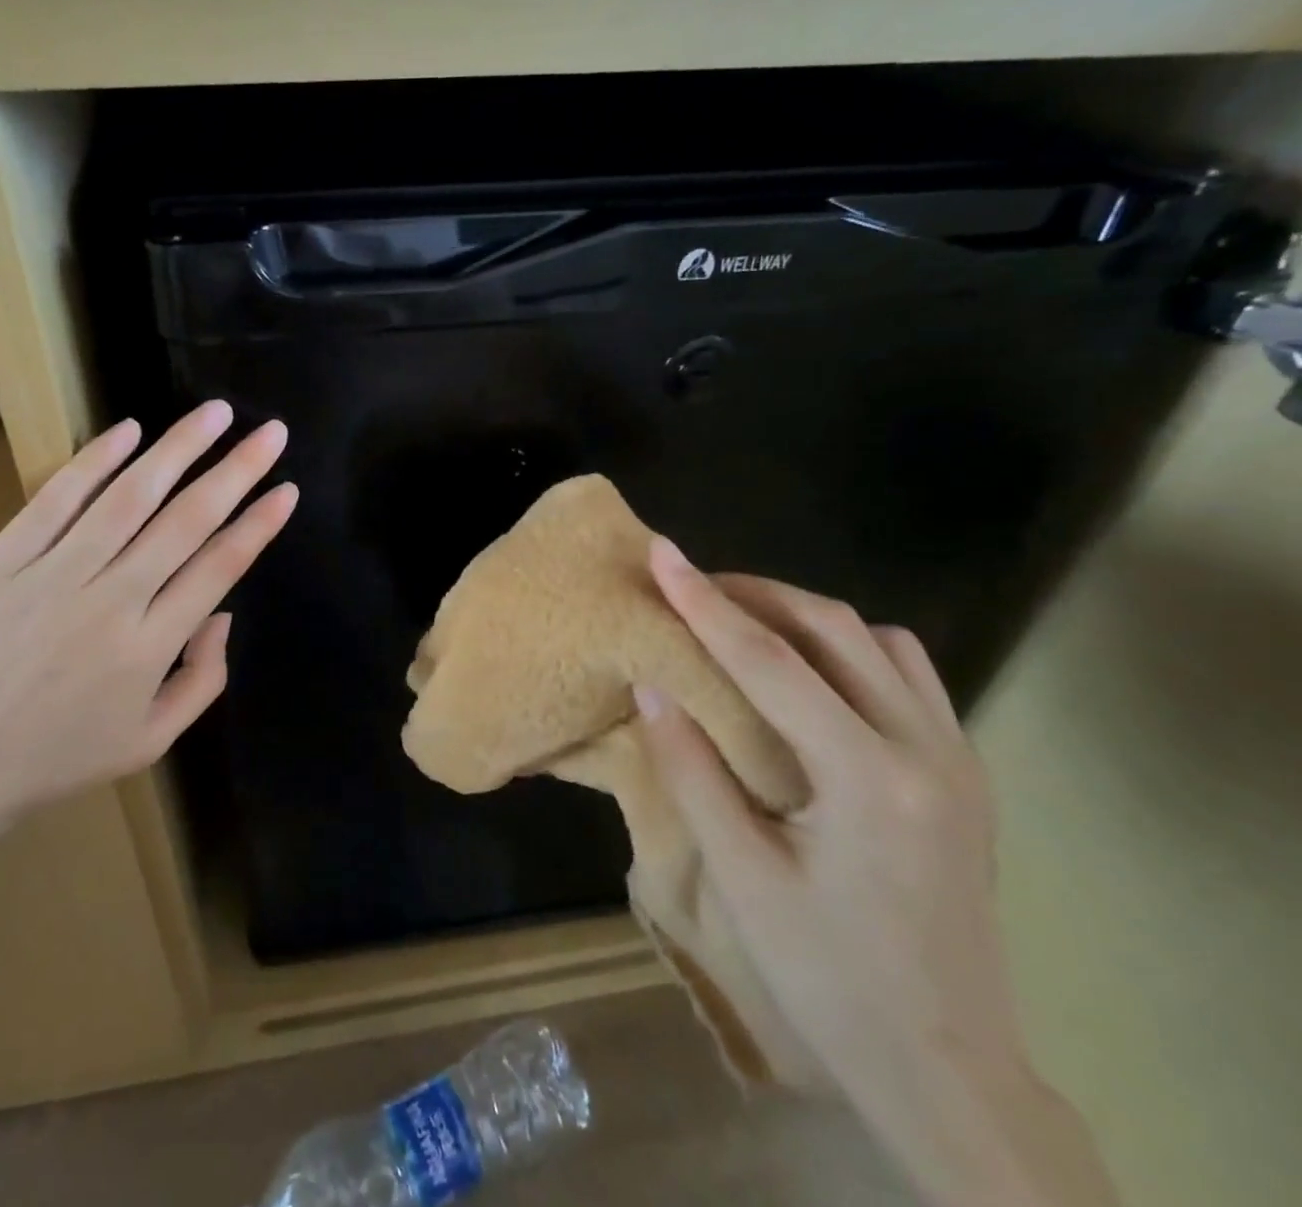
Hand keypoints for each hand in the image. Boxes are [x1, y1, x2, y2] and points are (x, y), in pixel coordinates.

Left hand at [0, 402, 296, 838]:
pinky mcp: (1, 561)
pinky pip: (55, 499)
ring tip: (215, 413)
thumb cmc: (64, 755)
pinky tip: (130, 429)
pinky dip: (95, 460)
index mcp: (150, 647)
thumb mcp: (154, 740)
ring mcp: (52, 576)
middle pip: (186, 521)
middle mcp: (110, 602)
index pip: (219, 568)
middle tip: (270, 432)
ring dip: (178, 449)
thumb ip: (204, 678)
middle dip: (236, 471)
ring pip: (128, 497)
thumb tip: (223, 611)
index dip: (258, 524)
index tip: (286, 488)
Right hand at [639, 539, 1116, 1206]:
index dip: (706, 603)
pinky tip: (809, 672)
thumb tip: (652, 686)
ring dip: (804, 615)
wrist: (944, 1065)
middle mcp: (928, 750)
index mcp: (869, 780)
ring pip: (879, 641)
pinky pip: (908, 674)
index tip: (662, 552)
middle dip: (755, 594)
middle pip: (834, 630)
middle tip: (692, 586)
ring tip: (742, 620)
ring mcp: (958, 758)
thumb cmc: (828, 975)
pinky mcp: (965, 773)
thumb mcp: (742, 877)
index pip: (770, 662)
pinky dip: (849, 648)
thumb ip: (693, 770)